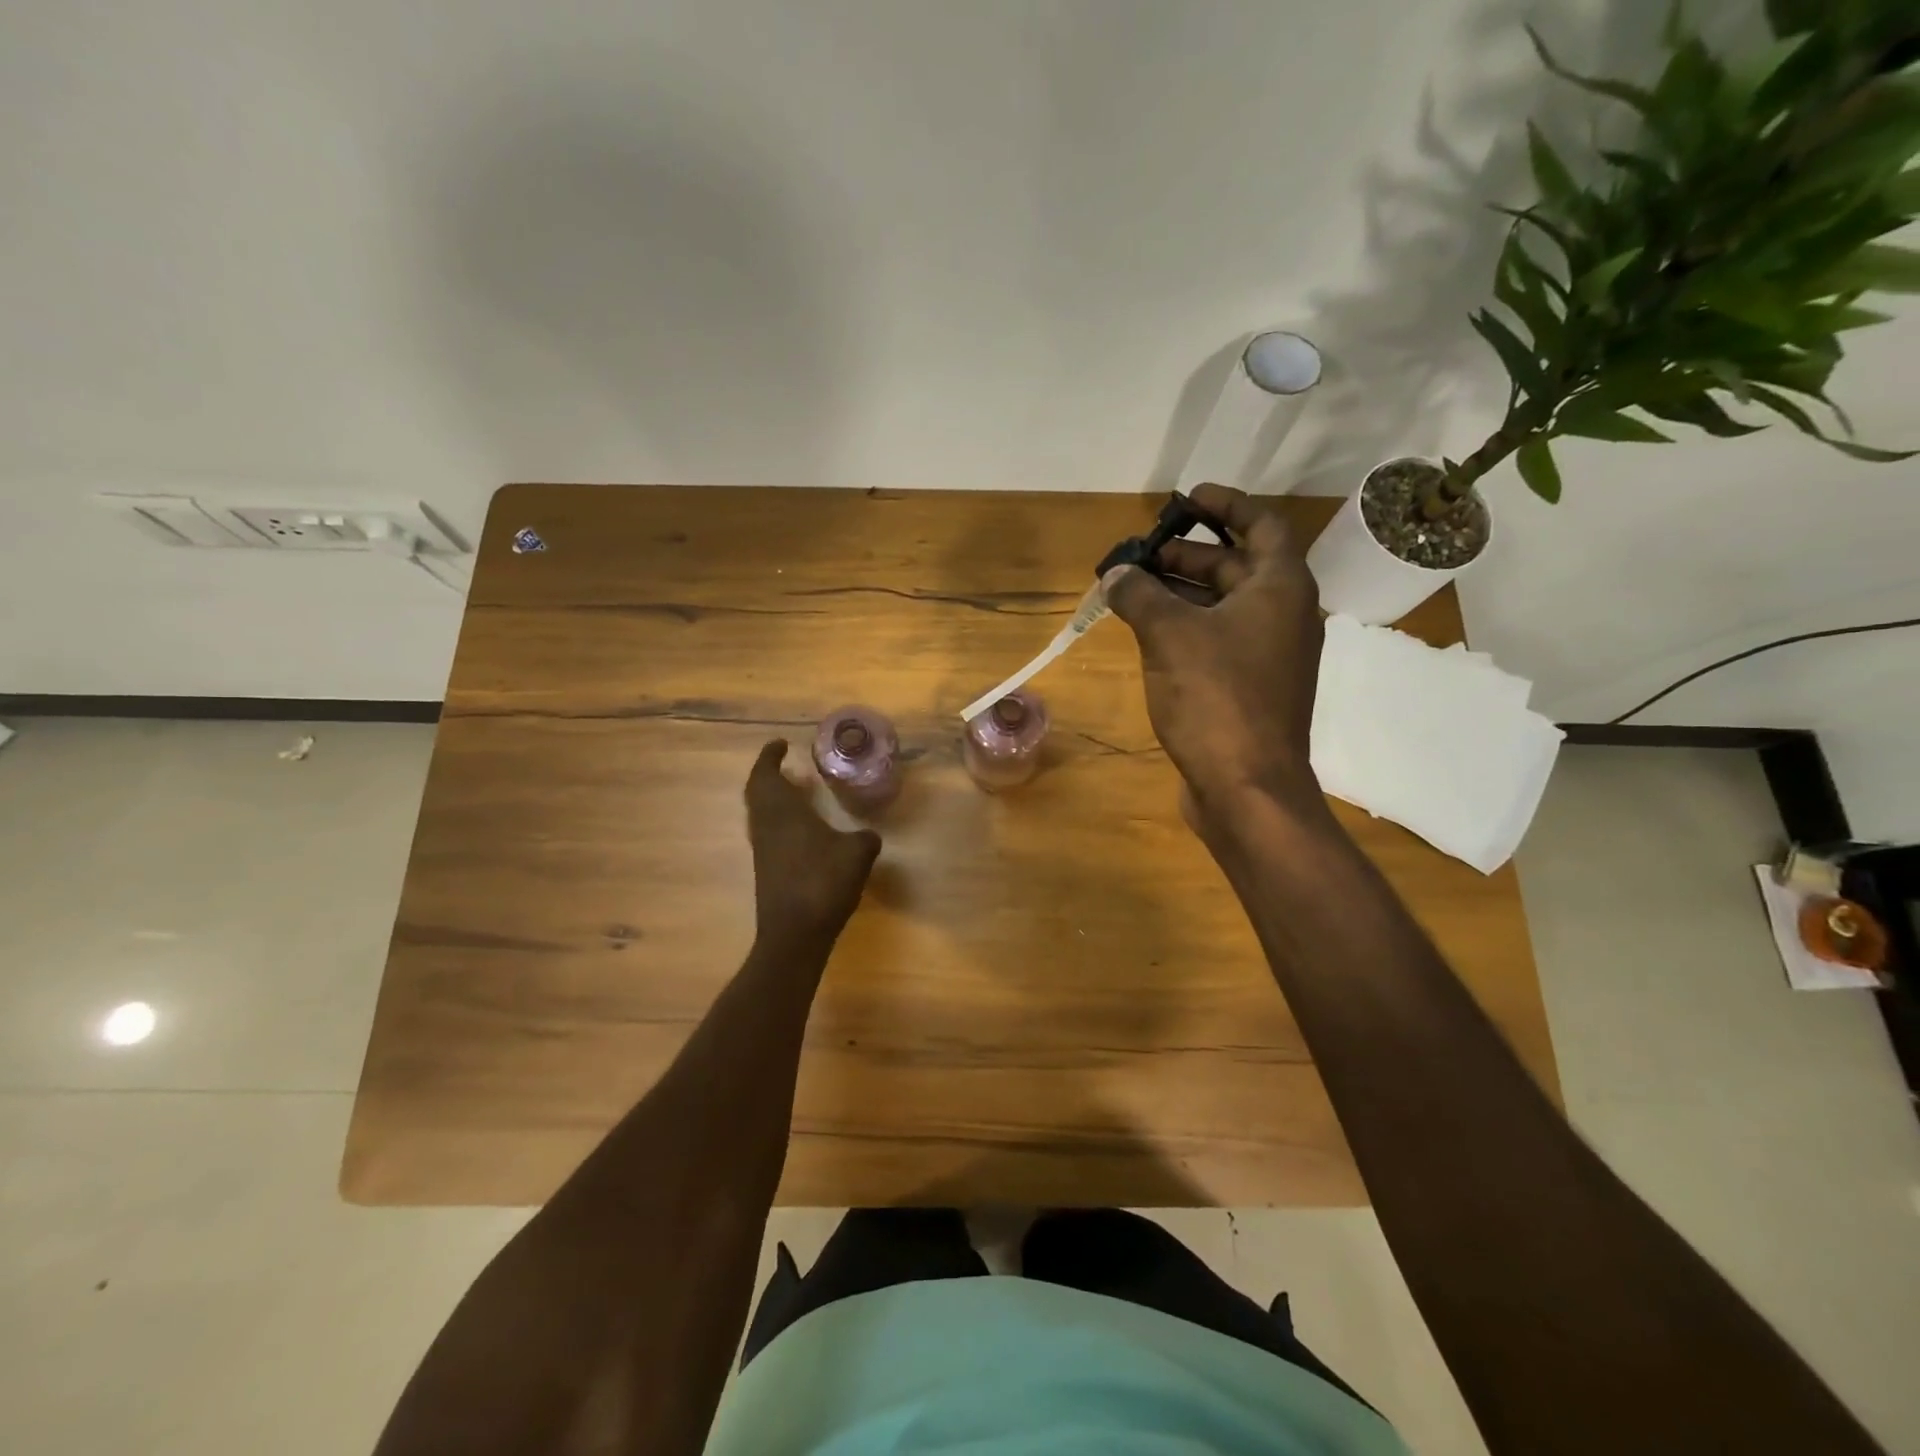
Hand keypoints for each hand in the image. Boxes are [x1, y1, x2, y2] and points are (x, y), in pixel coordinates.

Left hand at [744, 740, 881, 946]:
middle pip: (757, 793)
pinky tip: (806, 831)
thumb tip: (867, 834)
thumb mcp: (857, 853)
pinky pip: (770, 834)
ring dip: (775, 800)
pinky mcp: (767, 871)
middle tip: (787, 766)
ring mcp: (764, 851)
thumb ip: (864, 838)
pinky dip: (782, 822)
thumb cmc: (823, 883)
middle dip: (769, 775)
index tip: (780, 744)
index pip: (766, 775)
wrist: (795, 934)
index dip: (769, 756)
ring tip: (799, 794)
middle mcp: (766, 827)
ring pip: (761, 814)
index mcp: (783, 812)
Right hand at [1105, 483, 1325, 823]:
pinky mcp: (1249, 688)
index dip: (1225, 505)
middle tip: (1140, 554)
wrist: (1248, 787)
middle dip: (1187, 554)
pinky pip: (1217, 639)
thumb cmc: (1217, 699)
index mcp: (1280, 589)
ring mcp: (1268, 655)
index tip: (1186, 499)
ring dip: (1180, 592)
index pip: (1261, 525)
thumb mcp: (1170, 636)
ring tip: (1132, 590)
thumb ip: (1140, 595)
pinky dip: (1185, 627)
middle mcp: (1282, 615)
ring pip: (1222, 606)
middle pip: (1236, 566)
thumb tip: (1116, 574)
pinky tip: (1147, 634)